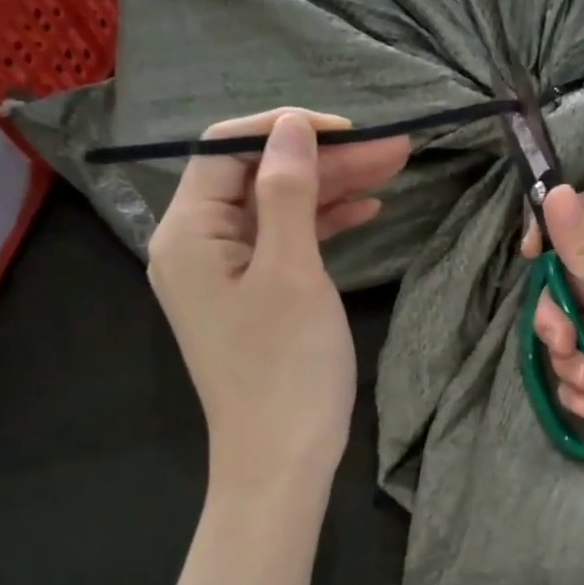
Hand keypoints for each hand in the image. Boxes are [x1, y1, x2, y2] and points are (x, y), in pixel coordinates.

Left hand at [149, 109, 409, 492]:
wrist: (282, 458)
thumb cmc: (285, 366)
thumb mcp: (291, 270)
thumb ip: (287, 191)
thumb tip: (291, 126)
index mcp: (189, 232)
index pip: (227, 149)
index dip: (286, 129)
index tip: (349, 129)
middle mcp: (198, 244)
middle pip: (259, 176)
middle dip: (325, 159)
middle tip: (394, 148)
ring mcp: (226, 271)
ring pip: (279, 208)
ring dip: (333, 188)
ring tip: (394, 168)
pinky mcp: (253, 294)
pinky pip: (286, 242)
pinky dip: (324, 224)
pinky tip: (369, 209)